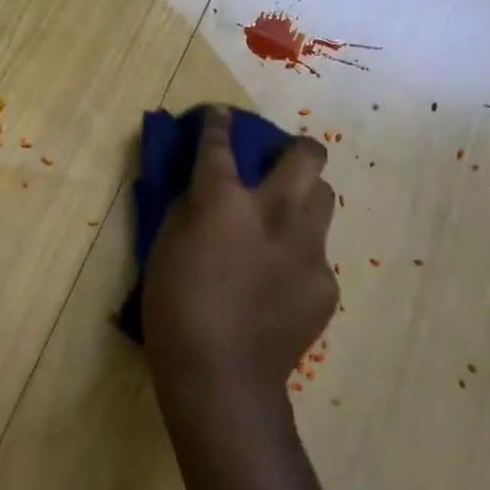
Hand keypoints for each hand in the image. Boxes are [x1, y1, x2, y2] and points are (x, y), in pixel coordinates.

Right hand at [142, 106, 337, 417]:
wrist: (222, 375)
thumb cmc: (174, 307)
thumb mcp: (163, 246)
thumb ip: (188, 208)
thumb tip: (204, 190)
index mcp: (225, 200)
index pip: (220, 142)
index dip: (219, 122)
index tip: (220, 114)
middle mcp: (275, 211)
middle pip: (306, 154)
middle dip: (293, 147)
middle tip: (276, 163)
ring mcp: (308, 247)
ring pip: (324, 197)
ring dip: (303, 196)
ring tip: (282, 219)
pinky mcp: (326, 282)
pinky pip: (316, 251)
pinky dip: (298, 252)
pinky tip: (279, 280)